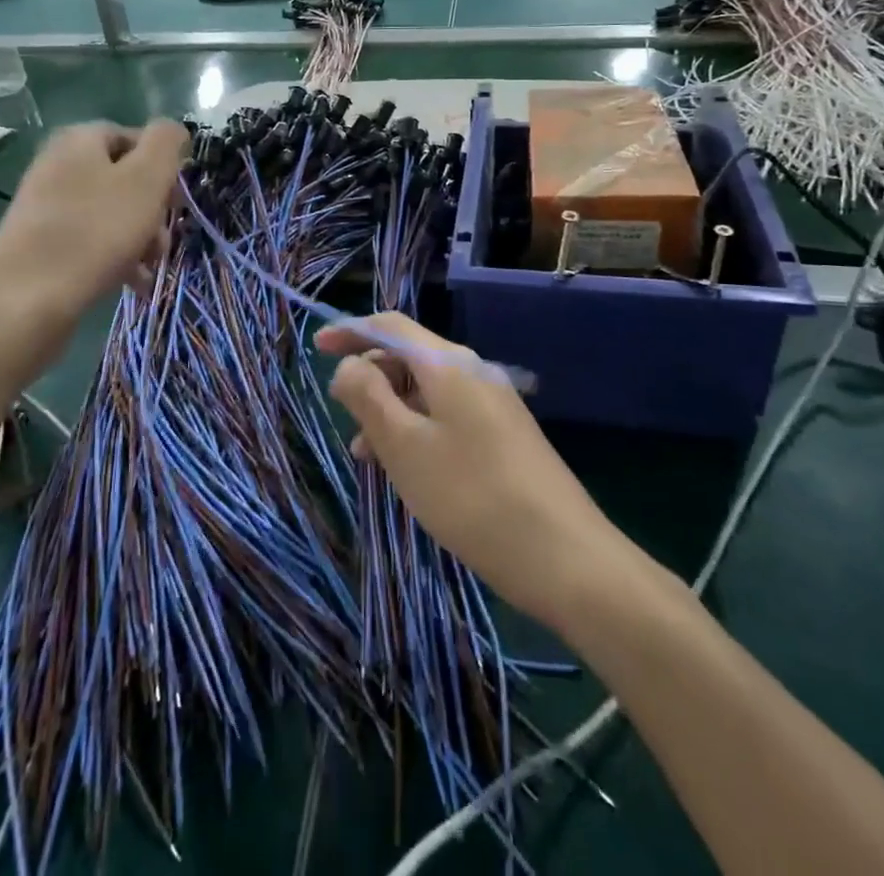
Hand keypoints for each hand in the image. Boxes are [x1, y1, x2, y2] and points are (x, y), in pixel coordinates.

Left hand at [0, 119, 187, 326]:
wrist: (25, 300)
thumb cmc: (96, 231)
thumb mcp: (146, 178)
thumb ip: (166, 143)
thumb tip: (173, 129)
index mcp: (80, 140)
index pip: (135, 137)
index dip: (163, 166)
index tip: (176, 200)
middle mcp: (58, 164)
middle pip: (124, 177)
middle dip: (153, 208)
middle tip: (165, 239)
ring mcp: (45, 205)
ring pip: (110, 212)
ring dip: (140, 237)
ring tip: (151, 266)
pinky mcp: (40, 243)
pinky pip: (90, 239)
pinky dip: (115, 256)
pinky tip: (132, 282)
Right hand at [315, 313, 627, 629]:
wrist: (566, 557)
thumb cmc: (472, 495)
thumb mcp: (405, 446)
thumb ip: (369, 397)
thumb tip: (348, 364)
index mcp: (449, 364)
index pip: (390, 326)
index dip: (351, 331)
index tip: (317, 348)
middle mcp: (473, 372)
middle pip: (409, 356)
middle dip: (370, 377)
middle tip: (341, 412)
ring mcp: (493, 404)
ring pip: (426, 391)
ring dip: (390, 410)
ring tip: (365, 455)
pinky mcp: (504, 436)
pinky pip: (447, 417)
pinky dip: (417, 430)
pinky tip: (406, 469)